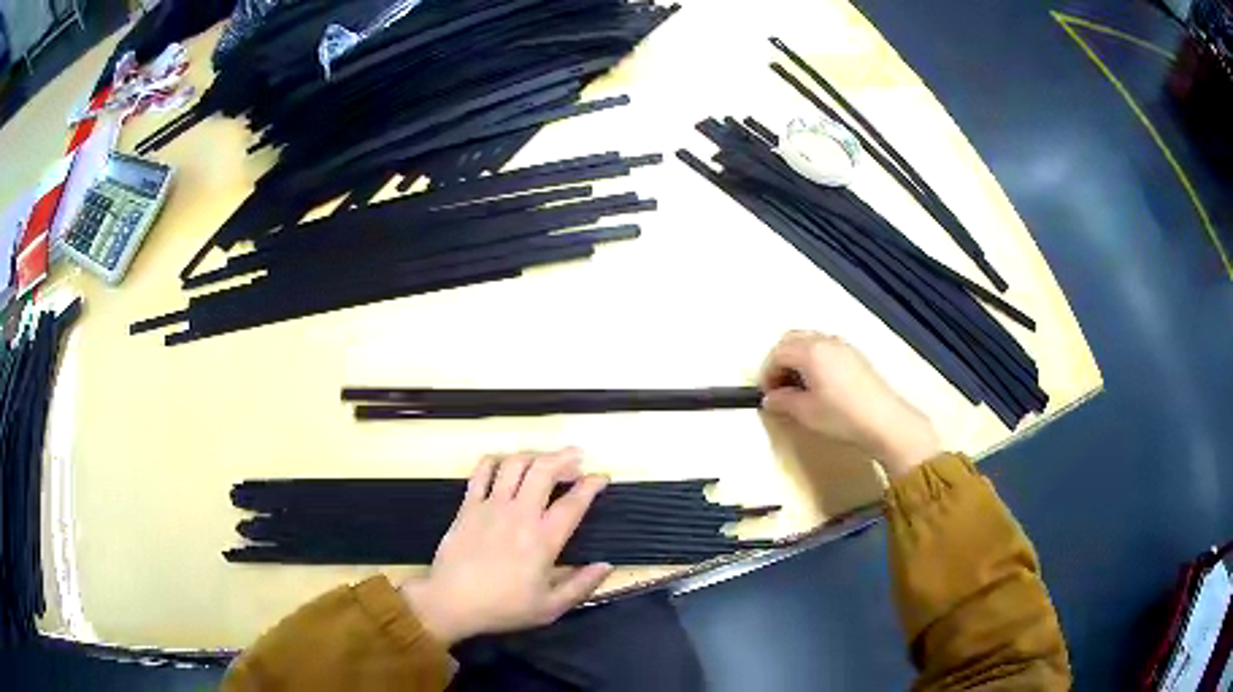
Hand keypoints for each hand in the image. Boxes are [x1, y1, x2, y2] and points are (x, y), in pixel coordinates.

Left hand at [399, 449, 611, 645]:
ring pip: (514, 464)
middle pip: (544, 470)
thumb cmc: (503, 608)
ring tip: (545, 460)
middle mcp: (519, 514)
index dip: (592, 485)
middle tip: (577, 458)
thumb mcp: (550, 608)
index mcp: (543, 539)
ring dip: (534, 455)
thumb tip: (607, 565)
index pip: (574, 502)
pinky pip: (482, 471)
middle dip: (565, 457)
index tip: (602, 477)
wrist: (451, 602)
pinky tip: (505, 463)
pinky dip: (496, 460)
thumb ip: (582, 586)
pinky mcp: (468, 505)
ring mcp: (491, 506)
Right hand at [760, 330, 940, 476]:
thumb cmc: (841, 415)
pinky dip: (814, 359)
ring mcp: (842, 345)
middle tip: (779, 387)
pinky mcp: (855, 355)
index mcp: (809, 351)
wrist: (883, 419)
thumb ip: (783, 401)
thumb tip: (770, 398)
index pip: (777, 353)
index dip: (767, 373)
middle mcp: (824, 341)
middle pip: (791, 340)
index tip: (767, 395)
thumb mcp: (806, 412)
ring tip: (799, 387)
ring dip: (797, 359)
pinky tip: (819, 384)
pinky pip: (825, 348)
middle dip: (780, 361)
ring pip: (809, 342)